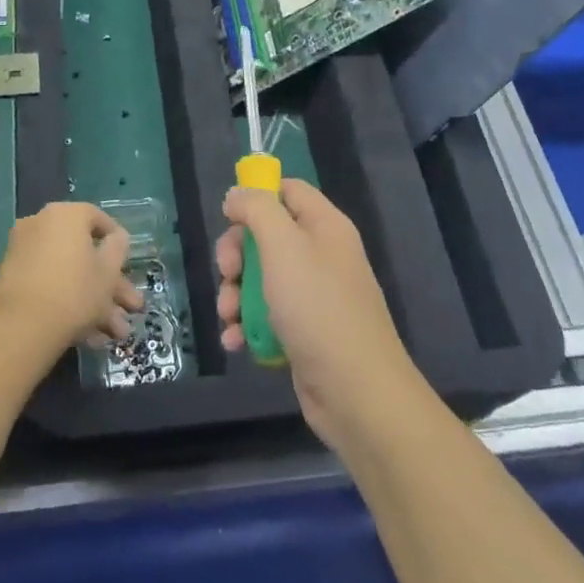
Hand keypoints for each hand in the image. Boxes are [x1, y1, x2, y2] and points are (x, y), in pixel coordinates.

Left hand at [0, 202, 142, 358]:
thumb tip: (116, 237)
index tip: (128, 261)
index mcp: (66, 215)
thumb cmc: (75, 291)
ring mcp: (23, 253)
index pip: (98, 218)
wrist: (21, 328)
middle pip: (84, 253)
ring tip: (115, 335)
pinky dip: (68, 304)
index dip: (117, 241)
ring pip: (68, 273)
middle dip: (111, 285)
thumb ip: (118, 248)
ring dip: (95, 302)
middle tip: (130, 308)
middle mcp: (40, 225)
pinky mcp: (11, 280)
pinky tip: (89, 337)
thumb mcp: (108, 271)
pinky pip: (48, 285)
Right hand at [217, 179, 422, 453]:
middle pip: (267, 236)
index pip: (288, 190)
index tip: (228, 217)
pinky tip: (235, 341)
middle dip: (237, 255)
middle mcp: (321, 255)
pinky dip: (247, 325)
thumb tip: (237, 193)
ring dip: (236, 295)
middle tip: (227, 274)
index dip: (256, 197)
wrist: (356, 392)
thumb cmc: (317, 308)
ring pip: (261, 279)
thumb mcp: (283, 247)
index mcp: (324, 226)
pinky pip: (267, 316)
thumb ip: (257, 210)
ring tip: (229, 316)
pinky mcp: (304, 332)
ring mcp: (313, 296)